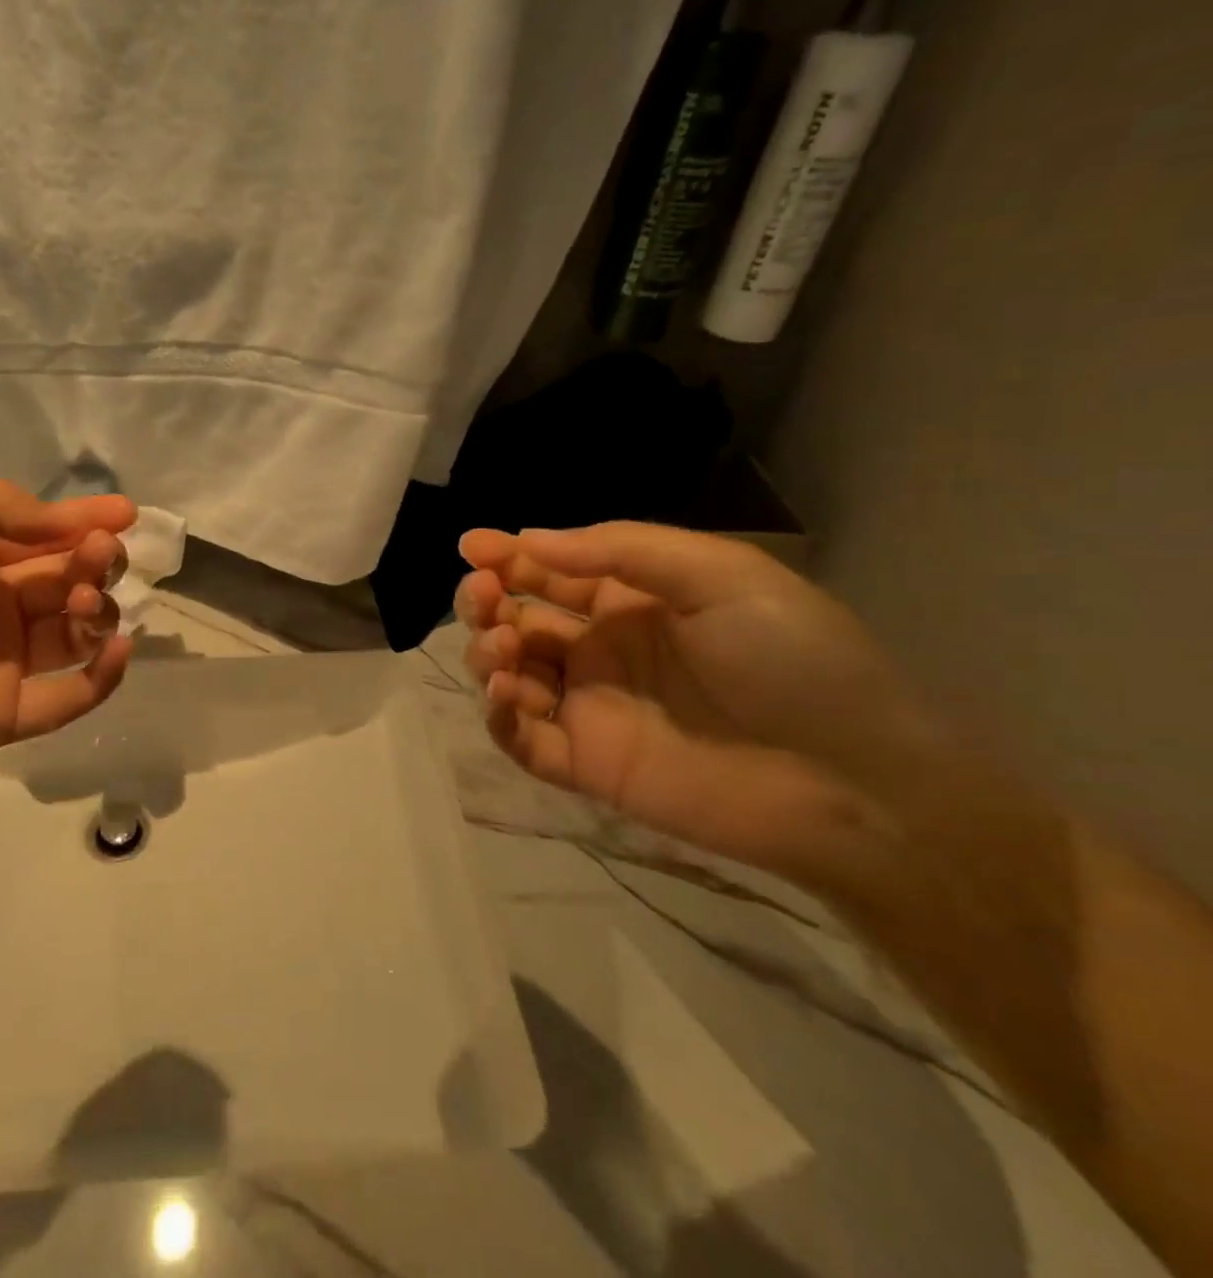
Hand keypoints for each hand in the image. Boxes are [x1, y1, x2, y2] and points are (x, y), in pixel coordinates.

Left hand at [0, 480, 137, 812]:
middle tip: (100, 557)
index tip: (126, 513)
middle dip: (92, 560)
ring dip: (96, 609)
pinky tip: (117, 650)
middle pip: (62, 576)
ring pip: (73, 630)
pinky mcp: (3, 716)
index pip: (35, 531)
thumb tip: (65, 521)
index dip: (81, 518)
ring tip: (82, 602)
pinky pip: (69, 696)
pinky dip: (103, 675)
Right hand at [456, 522, 945, 889]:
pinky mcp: (586, 765)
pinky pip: (522, 739)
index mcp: (632, 604)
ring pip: (509, 676)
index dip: (509, 557)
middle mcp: (602, 652)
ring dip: (487, 654)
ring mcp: (591, 710)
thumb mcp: (720, 575)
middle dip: (487, 602)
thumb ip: (622, 550)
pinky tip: (504, 694)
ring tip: (503, 650)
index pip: (553, 574)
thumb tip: (528, 539)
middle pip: (518, 621)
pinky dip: (498, 716)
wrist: (852, 784)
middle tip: (481, 596)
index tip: (471, 546)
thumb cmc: (791, 660)